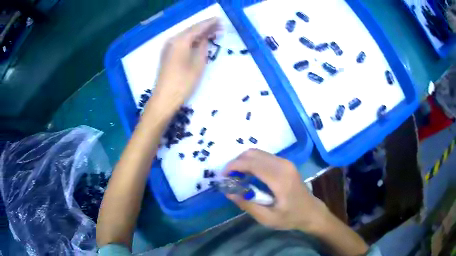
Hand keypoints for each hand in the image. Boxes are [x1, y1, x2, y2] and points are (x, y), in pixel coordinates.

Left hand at [153, 17, 219, 107]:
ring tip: (212, 32)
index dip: (209, 23)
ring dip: (199, 33)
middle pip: (191, 30)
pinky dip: (191, 40)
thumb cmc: (183, 82)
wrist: (164, 98)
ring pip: (186, 35)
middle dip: (205, 27)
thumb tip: (204, 38)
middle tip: (219, 26)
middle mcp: (172, 40)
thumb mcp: (198, 64)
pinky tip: (199, 41)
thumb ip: (202, 47)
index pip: (197, 27)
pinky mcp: (167, 54)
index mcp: (180, 40)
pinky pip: (181, 42)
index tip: (220, 20)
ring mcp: (168, 47)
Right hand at [224, 149, 329, 231]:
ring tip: (237, 177)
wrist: (311, 212)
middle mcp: (283, 165)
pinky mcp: (286, 163)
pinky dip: (252, 162)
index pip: (252, 164)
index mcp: (279, 179)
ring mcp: (285, 162)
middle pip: (253, 154)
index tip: (223, 176)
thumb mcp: (268, 218)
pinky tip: (249, 175)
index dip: (234, 166)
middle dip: (236, 163)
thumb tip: (229, 192)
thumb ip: (247, 205)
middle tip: (229, 178)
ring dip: (244, 162)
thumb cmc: (291, 217)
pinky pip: (264, 157)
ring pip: (258, 153)